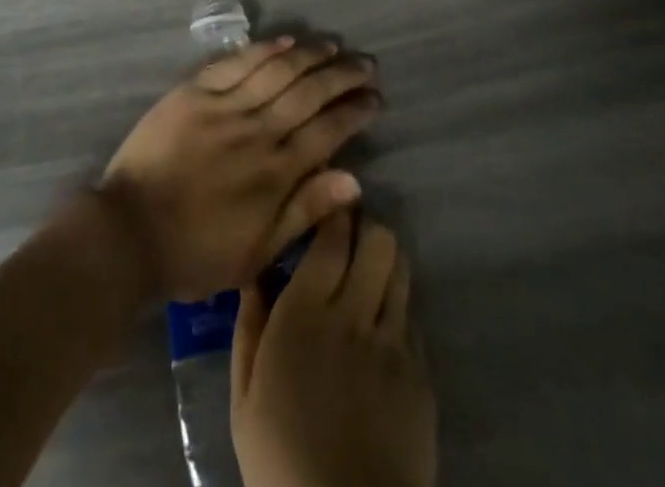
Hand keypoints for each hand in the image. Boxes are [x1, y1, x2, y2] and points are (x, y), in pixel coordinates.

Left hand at [99, 38, 377, 300]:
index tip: (374, 98)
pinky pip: (236, 63)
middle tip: (365, 64)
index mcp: (275, 173)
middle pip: (308, 93)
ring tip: (332, 46)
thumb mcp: (257, 253)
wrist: (129, 232)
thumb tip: (353, 179)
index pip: (327, 131)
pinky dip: (263, 50)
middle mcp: (256, 132)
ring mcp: (224, 107)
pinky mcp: (194, 92)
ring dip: (309, 56)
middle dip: (342, 76)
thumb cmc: (195, 252)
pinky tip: (285, 41)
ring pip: (277, 71)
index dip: (354, 112)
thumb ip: (305, 212)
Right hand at [230, 214, 435, 486]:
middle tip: (352, 234)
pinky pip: (412, 320)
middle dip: (367, 228)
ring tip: (372, 269)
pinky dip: (398, 309)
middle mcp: (353, 316)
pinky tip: (383, 325)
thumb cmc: (279, 461)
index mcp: (304, 314)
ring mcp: (392, 345)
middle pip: (378, 242)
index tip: (329, 203)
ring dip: (387, 260)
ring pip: (401, 271)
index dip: (335, 212)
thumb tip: (256, 275)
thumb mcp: (244, 397)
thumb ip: (249, 327)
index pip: (331, 238)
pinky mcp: (420, 377)